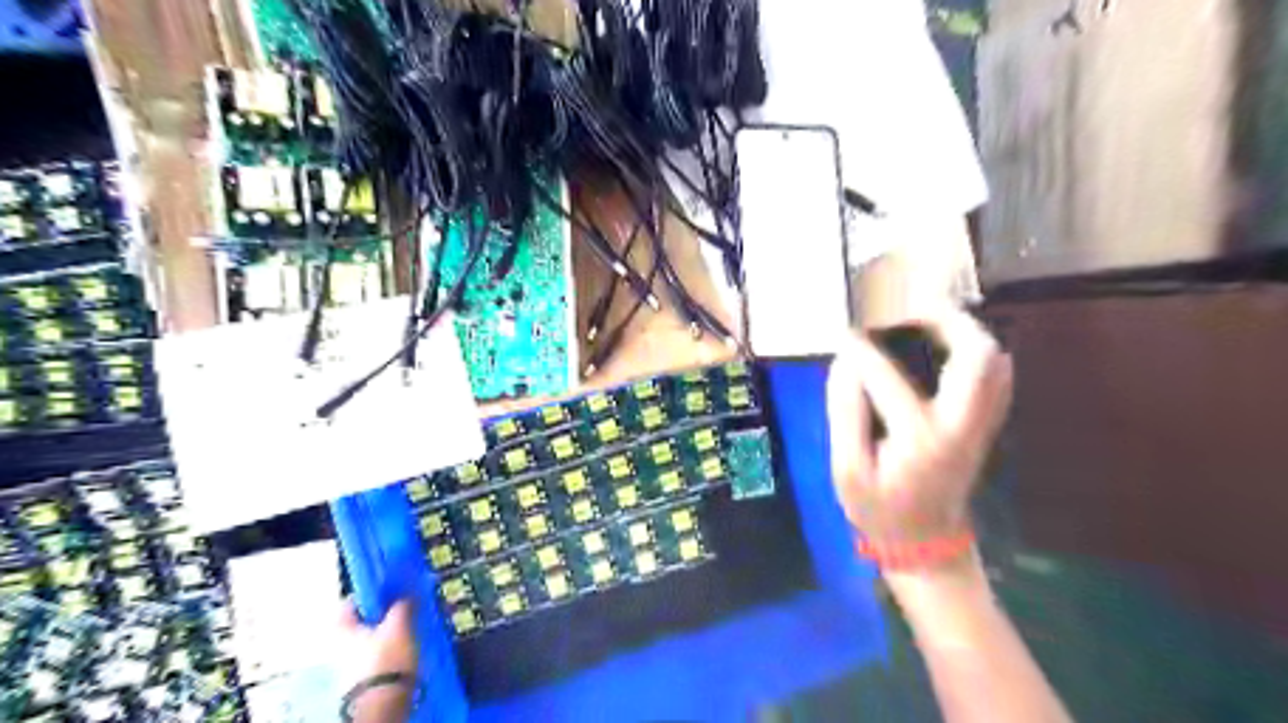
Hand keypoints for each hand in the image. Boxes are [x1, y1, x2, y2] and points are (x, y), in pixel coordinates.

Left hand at [340, 599, 420, 722]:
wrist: (383, 703)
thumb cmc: (385, 658)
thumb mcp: (399, 625)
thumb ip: (402, 605)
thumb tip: (406, 595)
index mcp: (339, 626)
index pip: (355, 599)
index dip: (375, 591)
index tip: (395, 588)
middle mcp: (337, 643)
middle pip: (364, 619)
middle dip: (385, 612)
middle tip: (407, 605)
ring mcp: (347, 663)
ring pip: (372, 636)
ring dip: (390, 630)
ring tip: (412, 625)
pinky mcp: (361, 677)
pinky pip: (378, 653)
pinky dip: (391, 647)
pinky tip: (407, 646)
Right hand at [829, 306, 1010, 554]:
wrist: (926, 545)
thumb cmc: (880, 510)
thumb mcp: (846, 471)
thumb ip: (845, 415)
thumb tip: (845, 364)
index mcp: (920, 439)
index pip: (887, 379)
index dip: (861, 351)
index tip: (843, 334)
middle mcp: (960, 424)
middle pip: (975, 356)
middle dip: (945, 320)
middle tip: (912, 307)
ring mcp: (980, 424)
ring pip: (994, 362)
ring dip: (966, 331)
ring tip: (930, 318)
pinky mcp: (984, 425)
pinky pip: (996, 377)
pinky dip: (977, 351)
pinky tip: (951, 345)